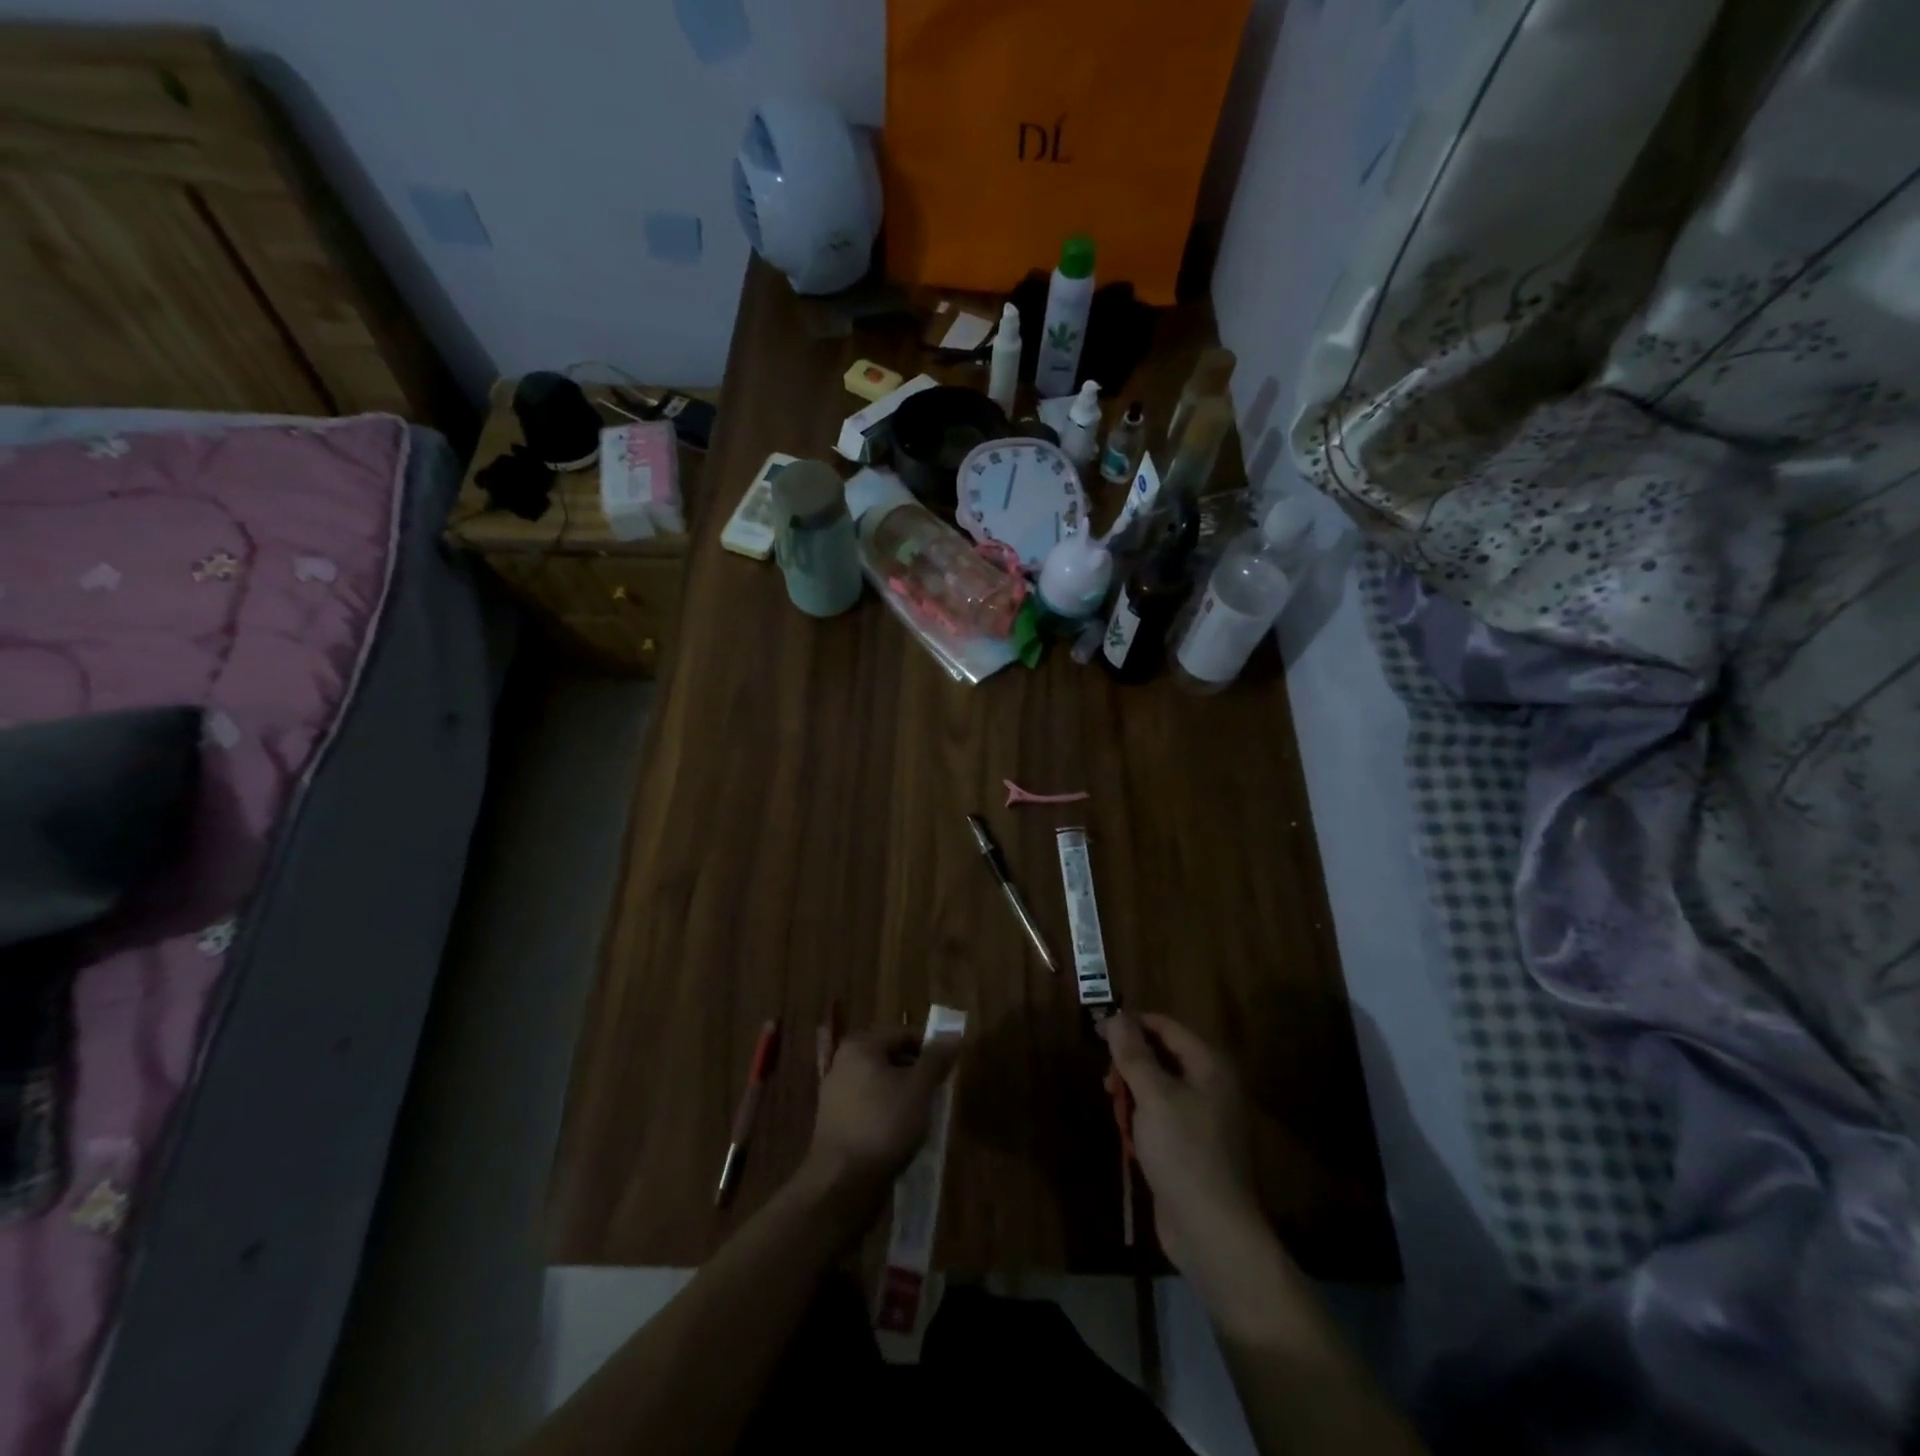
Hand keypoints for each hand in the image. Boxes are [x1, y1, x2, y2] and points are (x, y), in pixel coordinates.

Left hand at [801, 1027, 961, 1214]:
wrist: (842, 1182)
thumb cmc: (884, 1124)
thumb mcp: (919, 1088)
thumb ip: (936, 1059)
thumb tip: (954, 1034)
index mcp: (860, 1046)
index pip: (903, 1034)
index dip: (930, 1048)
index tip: (948, 1069)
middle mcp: (843, 1062)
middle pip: (890, 1056)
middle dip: (916, 1072)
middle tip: (937, 1091)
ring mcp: (835, 1092)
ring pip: (880, 1082)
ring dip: (903, 1093)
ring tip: (923, 1113)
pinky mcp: (834, 1120)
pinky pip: (868, 1104)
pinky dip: (886, 1110)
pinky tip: (901, 1131)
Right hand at [1101, 1012, 1265, 1280]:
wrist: (1211, 1231)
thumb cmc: (1183, 1152)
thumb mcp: (1153, 1095)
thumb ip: (1133, 1053)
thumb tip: (1115, 1015)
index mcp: (1209, 1065)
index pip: (1165, 1026)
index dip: (1130, 1025)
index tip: (1097, 1033)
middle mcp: (1210, 1084)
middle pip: (1161, 1055)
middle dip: (1130, 1063)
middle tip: (1107, 1083)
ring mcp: (1203, 1117)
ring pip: (1157, 1086)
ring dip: (1132, 1093)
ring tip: (1116, 1111)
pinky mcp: (1191, 1145)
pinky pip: (1161, 1115)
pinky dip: (1142, 1118)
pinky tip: (1128, 1137)